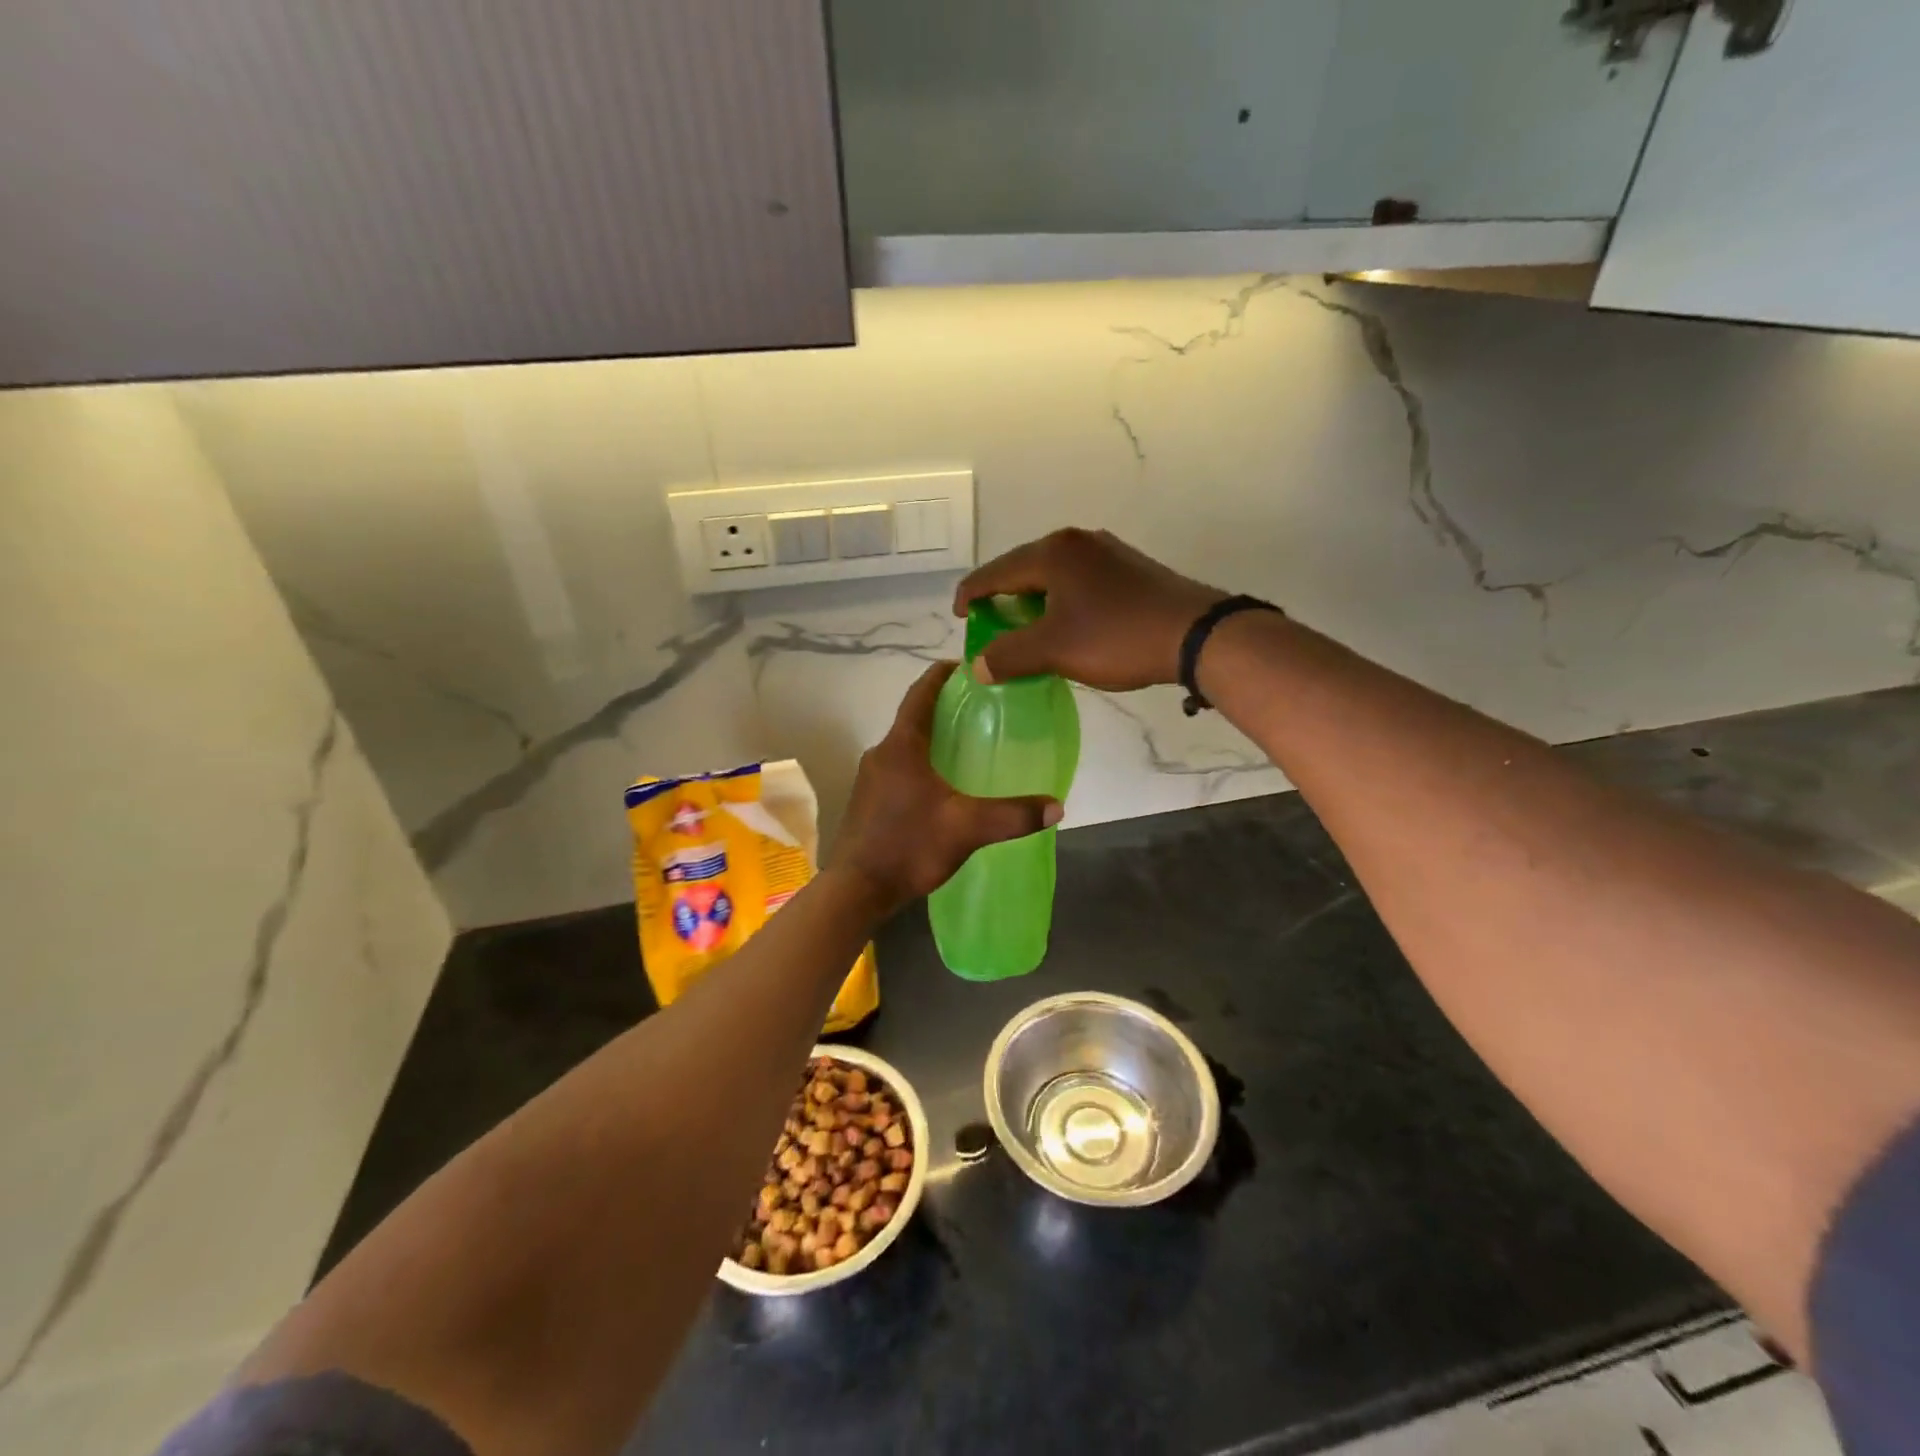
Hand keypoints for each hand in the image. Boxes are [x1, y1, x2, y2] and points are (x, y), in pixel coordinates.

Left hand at [828, 662, 1064, 913]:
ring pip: (906, 746)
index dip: (941, 675)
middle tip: (981, 710)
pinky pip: (899, 769)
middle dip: (944, 710)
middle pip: (914, 719)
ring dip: (932, 740)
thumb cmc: (908, 846)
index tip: (965, 666)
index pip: (920, 694)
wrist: (856, 890)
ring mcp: (870, 779)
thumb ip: (1012, 815)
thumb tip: (1056, 807)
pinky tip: (944, 786)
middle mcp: (880, 754)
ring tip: (968, 746)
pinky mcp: (868, 801)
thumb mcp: (966, 829)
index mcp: (901, 746)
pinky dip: (922, 765)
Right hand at [954, 529, 1225, 690]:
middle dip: (1003, 597)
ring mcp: (1108, 552)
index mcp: (1053, 553)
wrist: (1196, 635)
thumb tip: (979, 666)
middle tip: (992, 625)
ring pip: (1054, 575)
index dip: (971, 594)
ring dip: (1034, 600)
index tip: (960, 617)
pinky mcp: (1130, 569)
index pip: (996, 571)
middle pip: (1024, 568)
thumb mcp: (1054, 650)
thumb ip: (1009, 655)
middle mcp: (1078, 541)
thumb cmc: (1117, 637)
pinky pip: (1080, 581)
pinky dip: (1062, 601)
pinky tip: (1067, 625)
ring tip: (1026, 628)